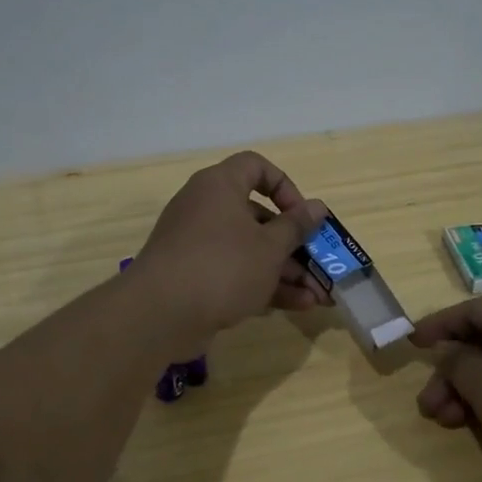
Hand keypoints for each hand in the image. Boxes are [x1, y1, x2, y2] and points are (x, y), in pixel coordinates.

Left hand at [131, 151, 328, 349]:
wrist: (160, 315)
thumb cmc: (223, 266)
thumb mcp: (270, 247)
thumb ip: (296, 226)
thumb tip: (317, 207)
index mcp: (220, 187)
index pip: (255, 167)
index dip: (284, 186)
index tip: (302, 215)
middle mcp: (206, 209)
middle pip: (258, 217)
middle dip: (294, 245)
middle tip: (320, 265)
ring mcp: (198, 245)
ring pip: (250, 250)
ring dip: (286, 272)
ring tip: (319, 296)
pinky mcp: (195, 277)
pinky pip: (235, 273)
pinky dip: (264, 285)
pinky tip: (297, 306)